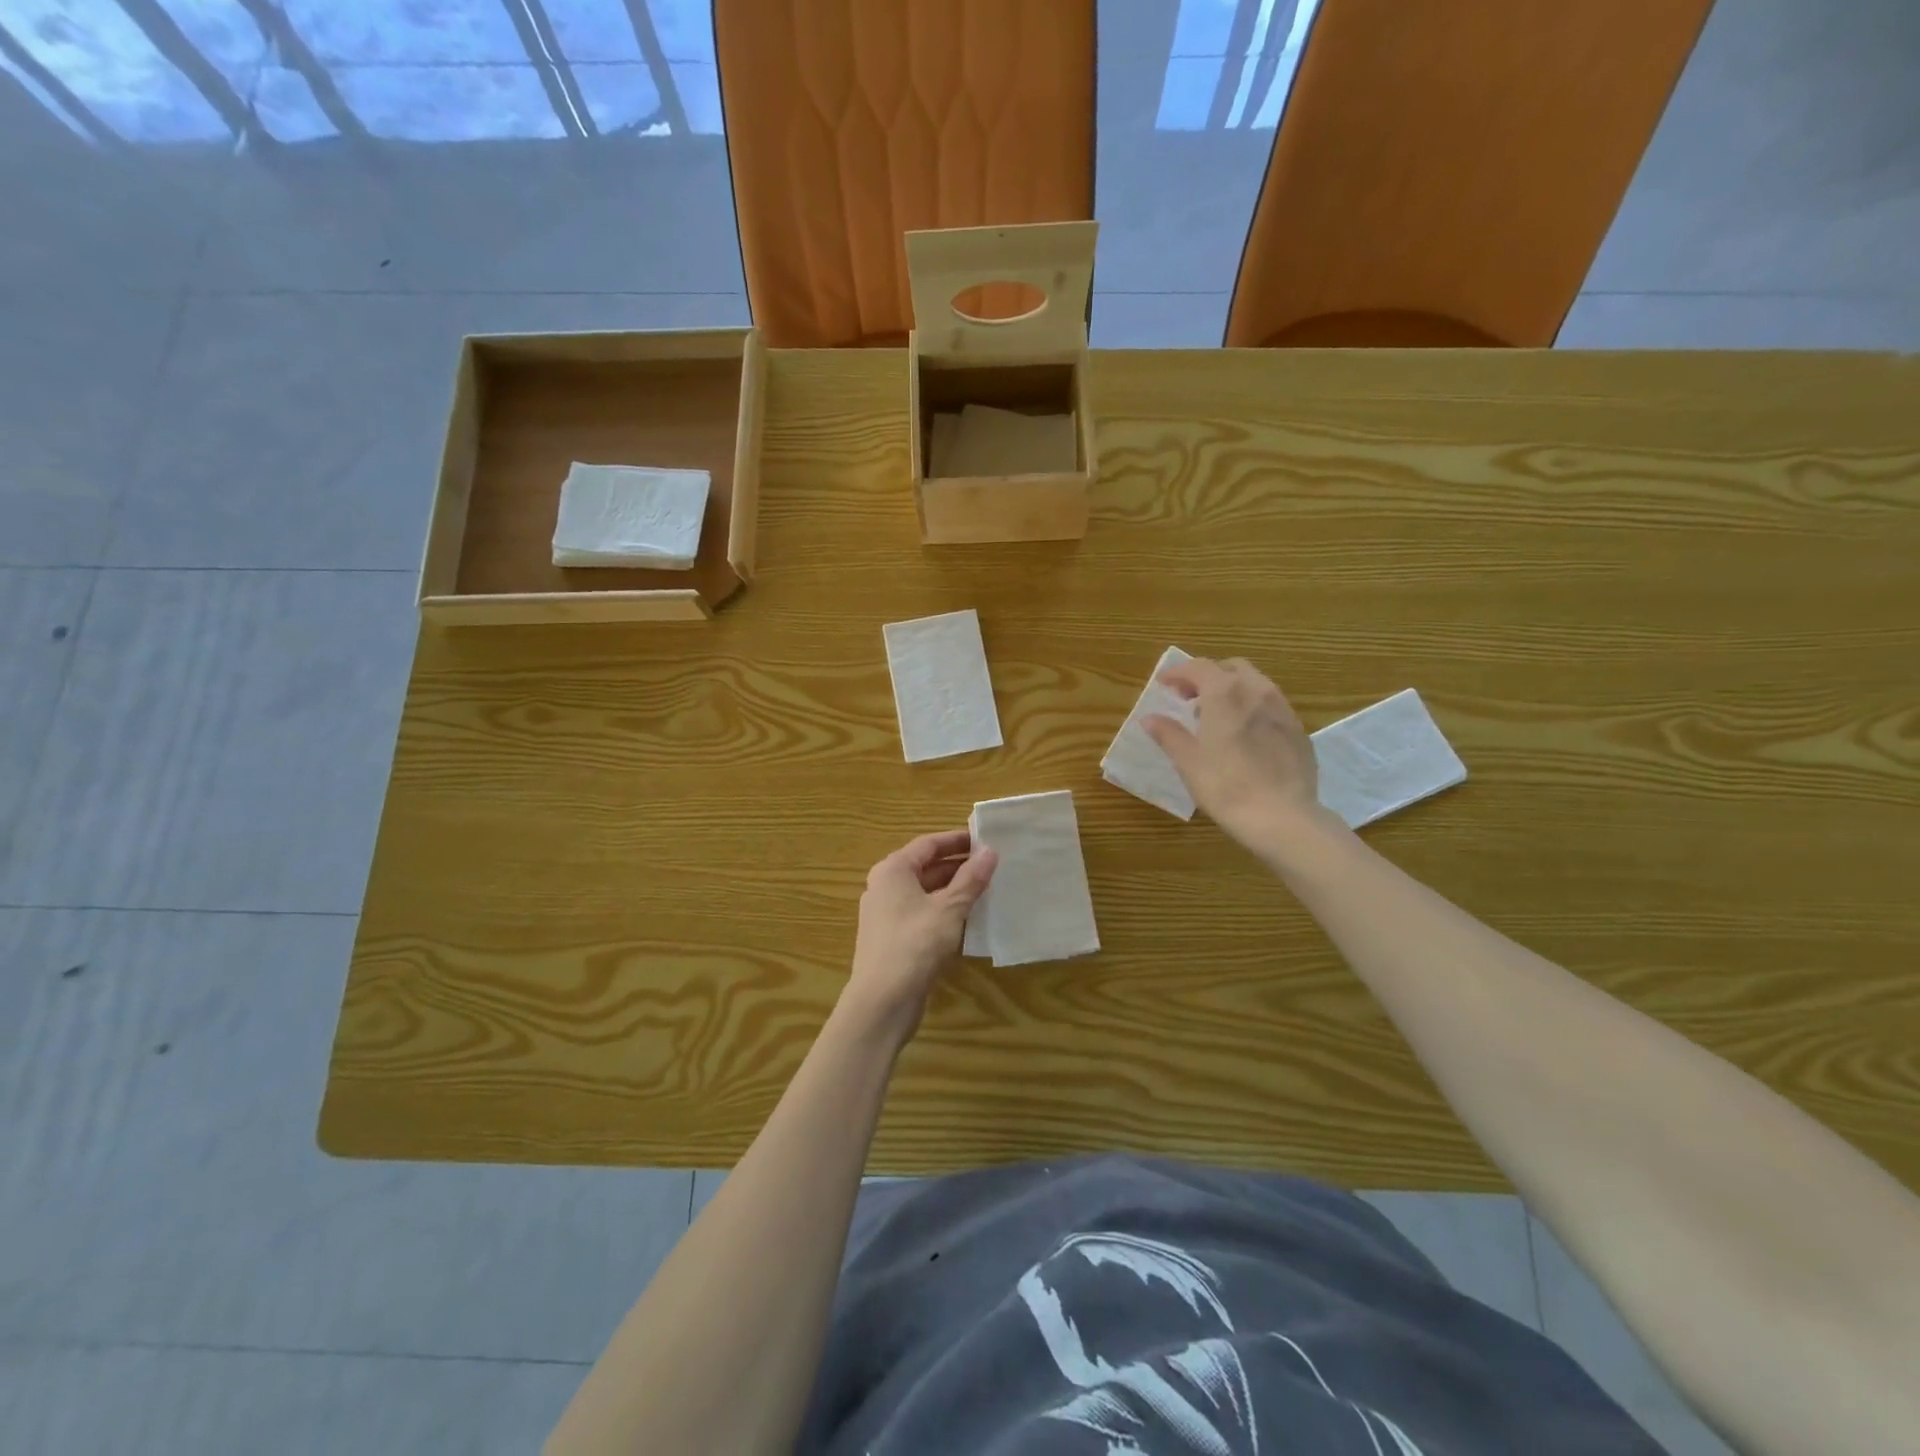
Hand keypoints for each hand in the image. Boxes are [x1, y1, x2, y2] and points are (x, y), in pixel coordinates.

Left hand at [843, 830, 996, 1041]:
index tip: (985, 840)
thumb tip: (990, 852)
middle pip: (925, 867)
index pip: (928, 844)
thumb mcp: (949, 908)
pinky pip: (922, 914)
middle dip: (958, 866)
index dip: (957, 840)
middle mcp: (885, 886)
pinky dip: (944, 912)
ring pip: (925, 893)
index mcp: (893, 870)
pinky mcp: (892, 939)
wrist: (882, 1001)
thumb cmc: (915, 944)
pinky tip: (968, 920)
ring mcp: (886, 914)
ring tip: (986, 890)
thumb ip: (971, 879)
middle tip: (991, 866)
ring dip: (953, 891)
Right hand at [1143, 656, 1343, 866]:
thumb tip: (1150, 719)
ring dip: (1232, 690)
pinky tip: (1244, 735)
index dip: (1178, 672)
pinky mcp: (1299, 730)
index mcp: (1225, 692)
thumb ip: (1168, 734)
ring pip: (1255, 684)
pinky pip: (1271, 706)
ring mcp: (1283, 709)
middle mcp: (1257, 691)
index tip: (1163, 683)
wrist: (1282, 816)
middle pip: (1231, 668)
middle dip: (1208, 676)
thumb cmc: (1225, 786)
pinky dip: (1252, 708)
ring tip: (1216, 716)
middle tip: (1189, 698)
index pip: (1198, 667)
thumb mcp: (1188, 761)